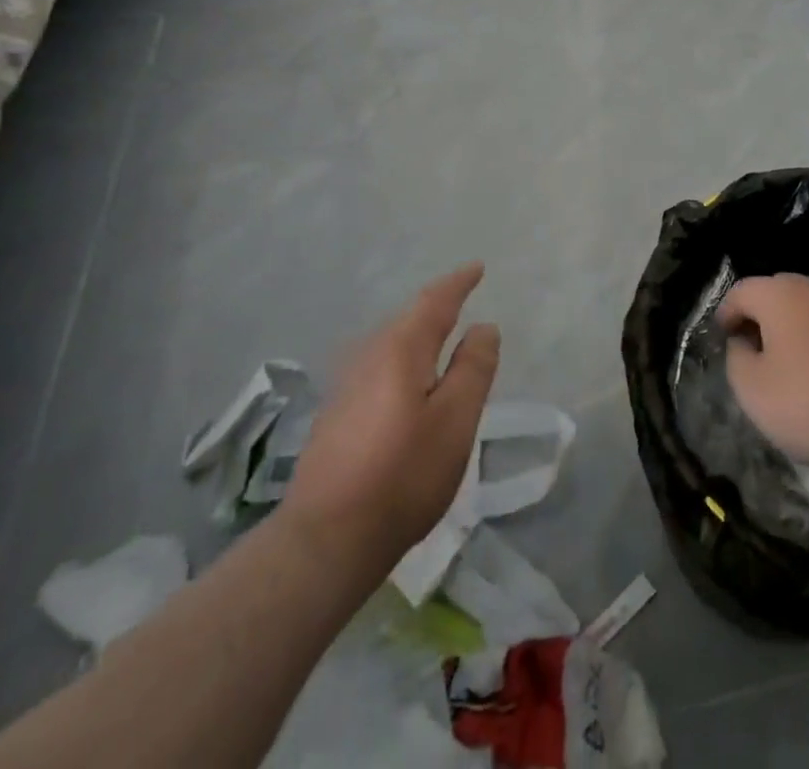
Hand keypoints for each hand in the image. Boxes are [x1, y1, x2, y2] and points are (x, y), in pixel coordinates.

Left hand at [283, 263, 500, 560]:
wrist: (325, 539)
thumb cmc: (403, 474)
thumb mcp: (456, 421)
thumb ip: (474, 369)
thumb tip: (483, 327)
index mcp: (401, 348)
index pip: (435, 301)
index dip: (458, 283)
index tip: (477, 268)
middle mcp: (368, 355)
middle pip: (409, 318)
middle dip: (437, 306)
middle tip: (462, 298)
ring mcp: (346, 384)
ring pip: (391, 343)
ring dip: (418, 333)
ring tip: (441, 335)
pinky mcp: (336, 413)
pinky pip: (379, 366)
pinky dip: (402, 359)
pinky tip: (408, 382)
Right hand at [717, 273, 808, 482]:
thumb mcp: (752, 390)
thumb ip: (736, 358)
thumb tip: (743, 342)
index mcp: (780, 295)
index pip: (741, 291)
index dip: (725, 314)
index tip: (723, 342)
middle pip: (775, 291)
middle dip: (758, 316)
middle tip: (751, 352)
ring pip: (805, 306)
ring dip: (789, 327)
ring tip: (785, 366)